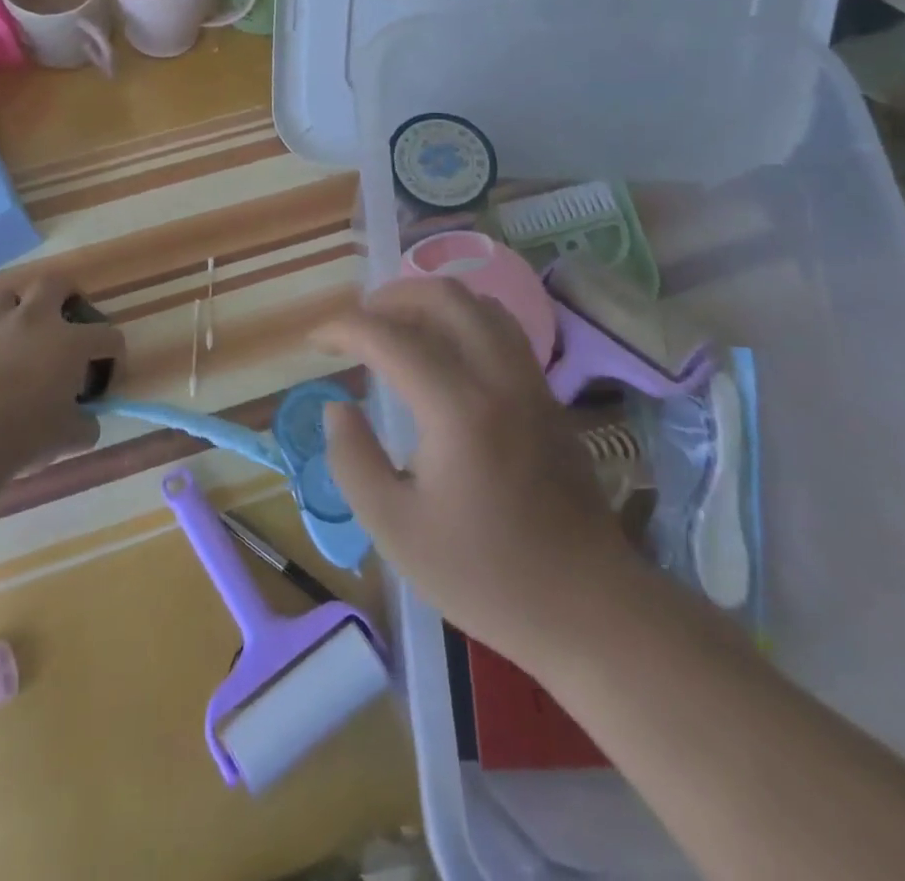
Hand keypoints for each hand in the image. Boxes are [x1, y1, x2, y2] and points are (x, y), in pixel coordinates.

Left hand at [0, 277, 124, 469]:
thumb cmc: (27, 433)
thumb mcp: (72, 436)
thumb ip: (86, 422)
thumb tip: (86, 419)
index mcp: (70, 342)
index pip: (108, 336)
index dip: (115, 354)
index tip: (107, 375)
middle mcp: (34, 322)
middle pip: (54, 284)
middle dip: (66, 295)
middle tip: (68, 317)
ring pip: (8, 298)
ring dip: (19, 310)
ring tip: (22, 334)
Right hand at [313, 278, 643, 668]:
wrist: (590, 608)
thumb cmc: (486, 575)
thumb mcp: (395, 530)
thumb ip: (353, 460)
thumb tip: (338, 407)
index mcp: (458, 409)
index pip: (390, 338)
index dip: (343, 328)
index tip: (315, 341)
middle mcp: (499, 378)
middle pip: (444, 297)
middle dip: (390, 296)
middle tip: (357, 323)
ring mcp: (531, 383)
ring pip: (480, 304)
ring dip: (430, 301)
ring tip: (397, 326)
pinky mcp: (548, 397)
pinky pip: (503, 329)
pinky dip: (463, 319)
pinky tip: (444, 351)